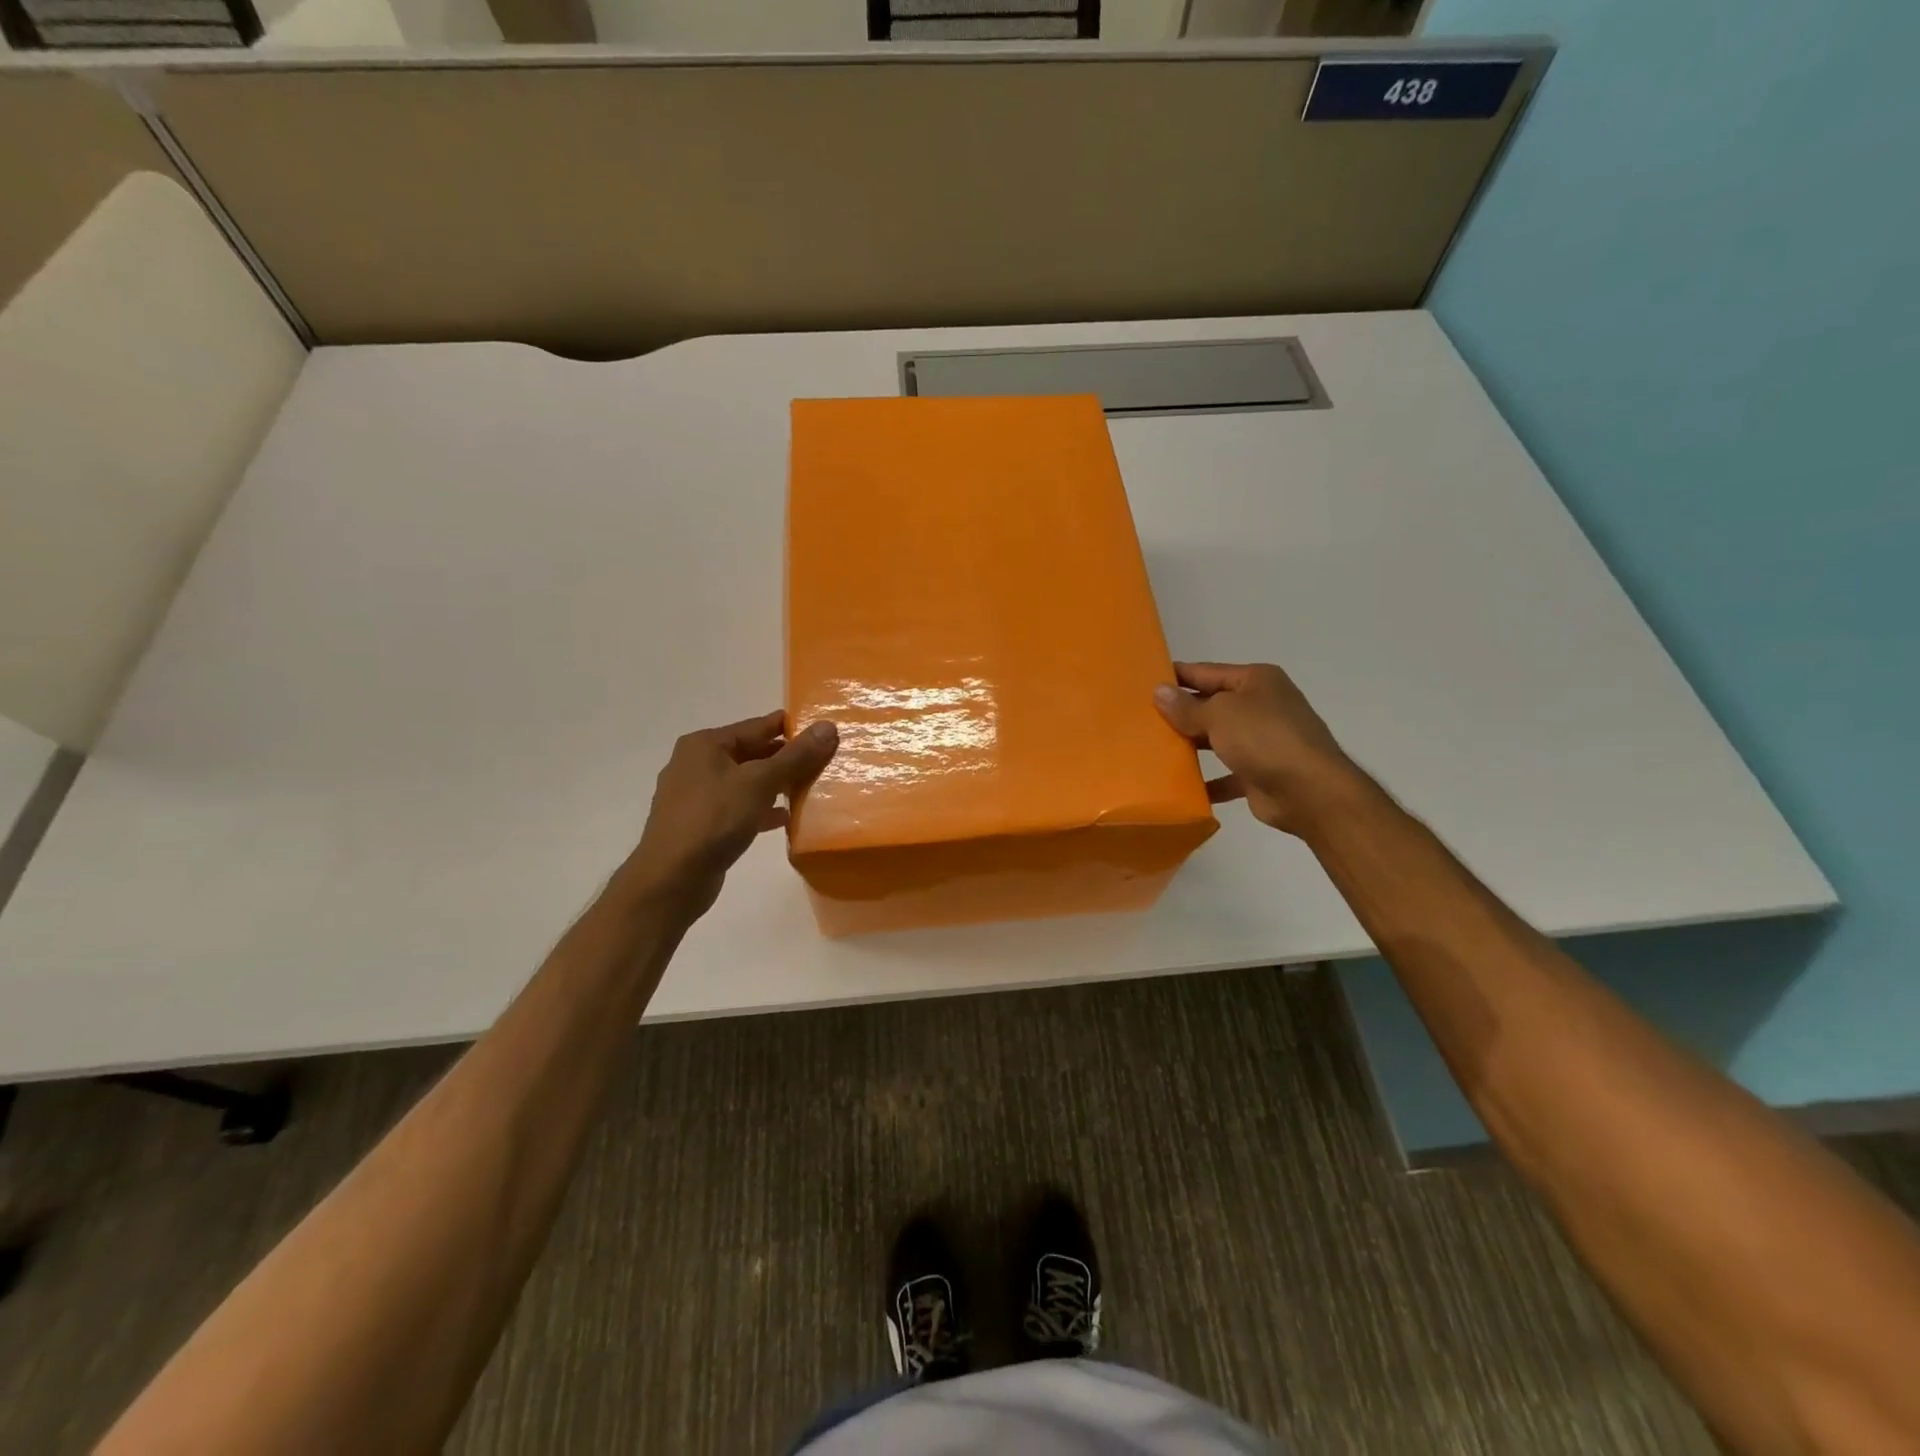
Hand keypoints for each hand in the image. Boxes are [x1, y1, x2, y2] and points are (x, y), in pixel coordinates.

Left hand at [616, 710, 837, 918]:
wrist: (671, 879)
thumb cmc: (714, 820)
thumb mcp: (759, 782)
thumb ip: (795, 756)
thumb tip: (828, 727)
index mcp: (706, 745)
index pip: (758, 725)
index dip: (792, 728)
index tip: (826, 732)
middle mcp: (697, 763)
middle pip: (752, 753)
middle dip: (787, 758)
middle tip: (825, 762)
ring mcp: (697, 795)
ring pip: (747, 782)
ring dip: (777, 785)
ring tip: (812, 789)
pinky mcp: (701, 824)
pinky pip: (739, 807)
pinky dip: (762, 809)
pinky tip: (786, 818)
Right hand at [1154, 662, 1358, 836]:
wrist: (1310, 792)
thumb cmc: (1264, 739)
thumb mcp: (1219, 714)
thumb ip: (1187, 706)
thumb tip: (1159, 691)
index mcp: (1256, 680)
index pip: (1207, 672)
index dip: (1177, 676)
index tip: (1143, 682)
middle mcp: (1261, 706)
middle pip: (1212, 705)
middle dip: (1180, 713)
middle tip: (1141, 720)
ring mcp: (1263, 741)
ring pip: (1217, 739)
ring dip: (1190, 746)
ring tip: (1153, 750)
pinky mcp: (1260, 774)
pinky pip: (1225, 775)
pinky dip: (1206, 780)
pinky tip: (1179, 786)